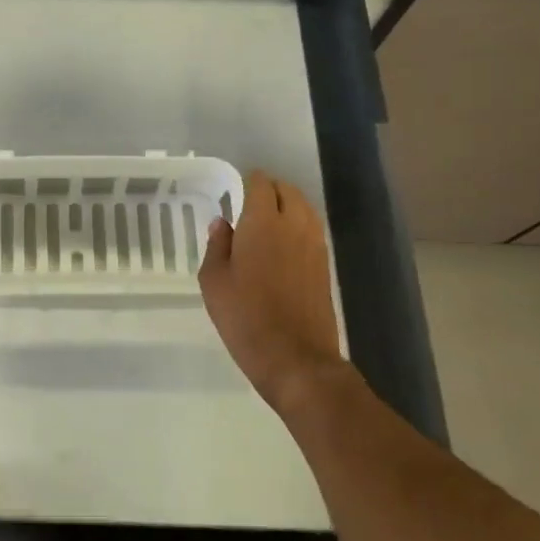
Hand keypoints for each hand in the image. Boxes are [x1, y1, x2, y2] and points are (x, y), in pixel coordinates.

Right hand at [199, 170, 344, 412]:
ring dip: (287, 206)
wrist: (296, 358)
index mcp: (262, 223)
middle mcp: (294, 225)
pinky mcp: (325, 265)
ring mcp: (314, 245)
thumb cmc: (245, 317)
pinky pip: (312, 230)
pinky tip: (283, 245)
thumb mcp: (214, 282)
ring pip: (304, 208)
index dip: (248, 182)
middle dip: (270, 190)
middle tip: (249, 204)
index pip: (261, 184)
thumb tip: (223, 223)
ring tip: (267, 222)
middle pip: (288, 191)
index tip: (235, 190)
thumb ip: (217, 246)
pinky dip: (298, 226)